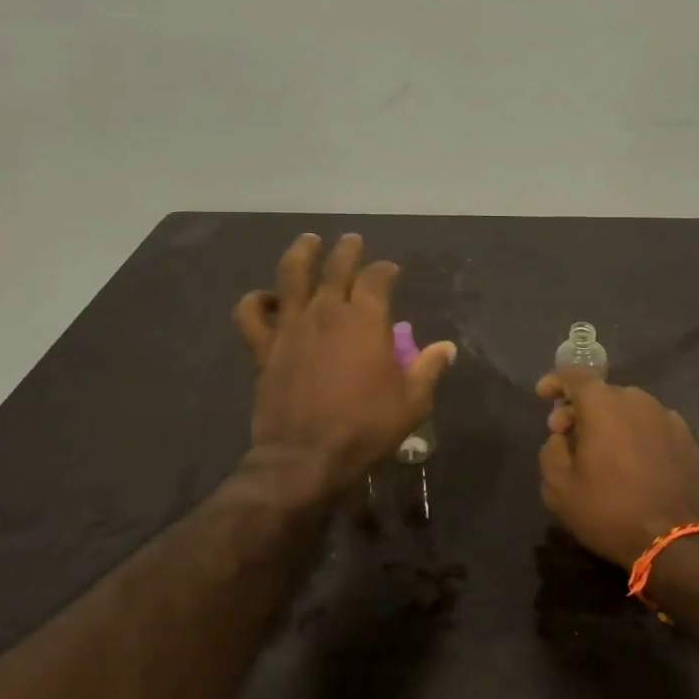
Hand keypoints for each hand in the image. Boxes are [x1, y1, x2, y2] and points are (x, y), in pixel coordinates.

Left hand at [234, 233, 456, 493]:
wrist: (305, 457)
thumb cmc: (366, 428)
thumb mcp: (412, 402)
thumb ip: (429, 369)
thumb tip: (447, 347)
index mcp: (366, 320)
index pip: (376, 278)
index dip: (385, 270)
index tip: (391, 271)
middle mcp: (327, 312)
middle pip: (336, 266)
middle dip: (348, 250)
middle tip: (352, 241)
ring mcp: (292, 326)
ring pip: (291, 275)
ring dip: (301, 253)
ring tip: (308, 242)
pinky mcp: (264, 347)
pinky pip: (251, 314)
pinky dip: (256, 301)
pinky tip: (267, 299)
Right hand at [536, 370, 698, 568]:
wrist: (677, 542)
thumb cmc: (610, 511)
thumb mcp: (559, 488)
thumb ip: (551, 451)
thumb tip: (562, 438)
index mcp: (604, 405)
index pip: (575, 376)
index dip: (556, 381)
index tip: (543, 394)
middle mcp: (638, 401)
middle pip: (602, 394)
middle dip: (580, 409)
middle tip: (566, 436)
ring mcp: (667, 418)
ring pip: (629, 409)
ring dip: (610, 422)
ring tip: (600, 451)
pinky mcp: (688, 439)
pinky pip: (652, 425)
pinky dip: (636, 434)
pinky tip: (632, 461)